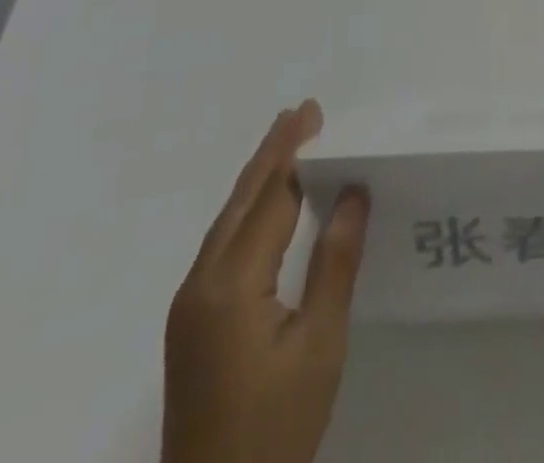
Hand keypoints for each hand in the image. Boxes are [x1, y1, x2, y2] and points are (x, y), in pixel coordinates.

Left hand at [162, 100, 368, 462]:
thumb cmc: (275, 431)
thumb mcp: (319, 347)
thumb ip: (335, 262)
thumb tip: (353, 192)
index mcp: (231, 284)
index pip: (271, 198)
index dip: (294, 153)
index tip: (313, 113)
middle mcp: (201, 283)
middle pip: (241, 201)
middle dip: (272, 154)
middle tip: (301, 113)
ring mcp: (190, 305)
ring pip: (227, 221)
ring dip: (258, 179)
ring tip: (286, 144)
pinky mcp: (190, 323)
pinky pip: (222, 245)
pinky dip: (247, 211)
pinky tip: (264, 206)